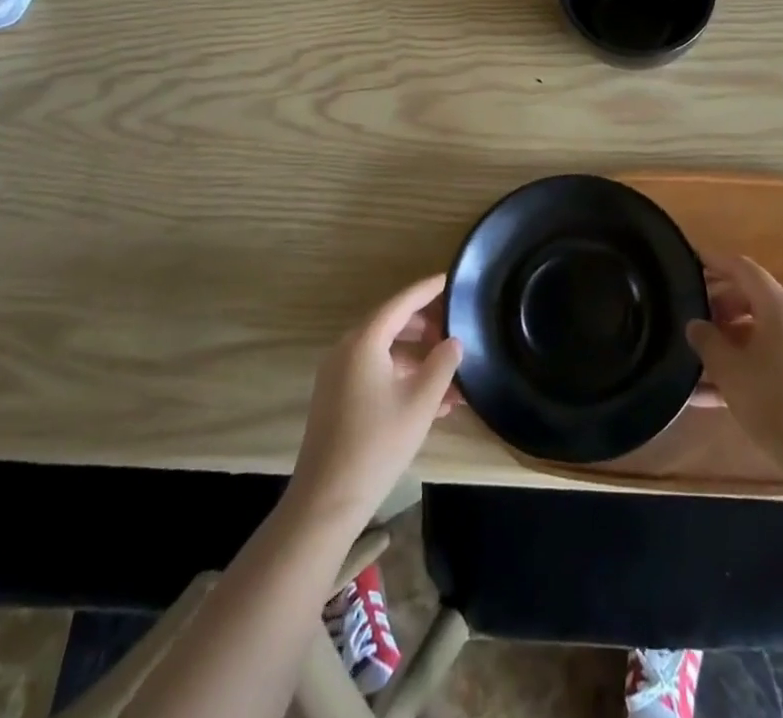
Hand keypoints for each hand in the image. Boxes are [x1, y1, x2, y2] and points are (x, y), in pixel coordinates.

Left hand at [289, 274, 462, 528]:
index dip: (428, 289)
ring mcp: (338, 375)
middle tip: (456, 329)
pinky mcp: (337, 399)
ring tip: (452, 372)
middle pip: (392, 323)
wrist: (326, 502)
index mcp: (364, 341)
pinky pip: (375, 374)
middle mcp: (346, 350)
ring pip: (386, 353)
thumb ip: (442, 364)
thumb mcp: (421, 402)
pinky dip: (403, 378)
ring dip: (418, 358)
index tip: (451, 279)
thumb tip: (454, 341)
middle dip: (426, 326)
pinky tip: (433, 401)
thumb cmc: (378, 443)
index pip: (402, 302)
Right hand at [686, 257, 782, 479]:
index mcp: (779, 307)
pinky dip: (745, 368)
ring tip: (696, 364)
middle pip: (752, 299)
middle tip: (691, 322)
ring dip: (729, 343)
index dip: (715, 262)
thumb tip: (696, 324)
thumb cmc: (777, 403)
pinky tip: (714, 398)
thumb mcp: (730, 371)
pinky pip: (771, 360)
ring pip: (760, 334)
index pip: (743, 269)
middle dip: (719, 307)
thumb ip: (707, 341)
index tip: (690, 261)